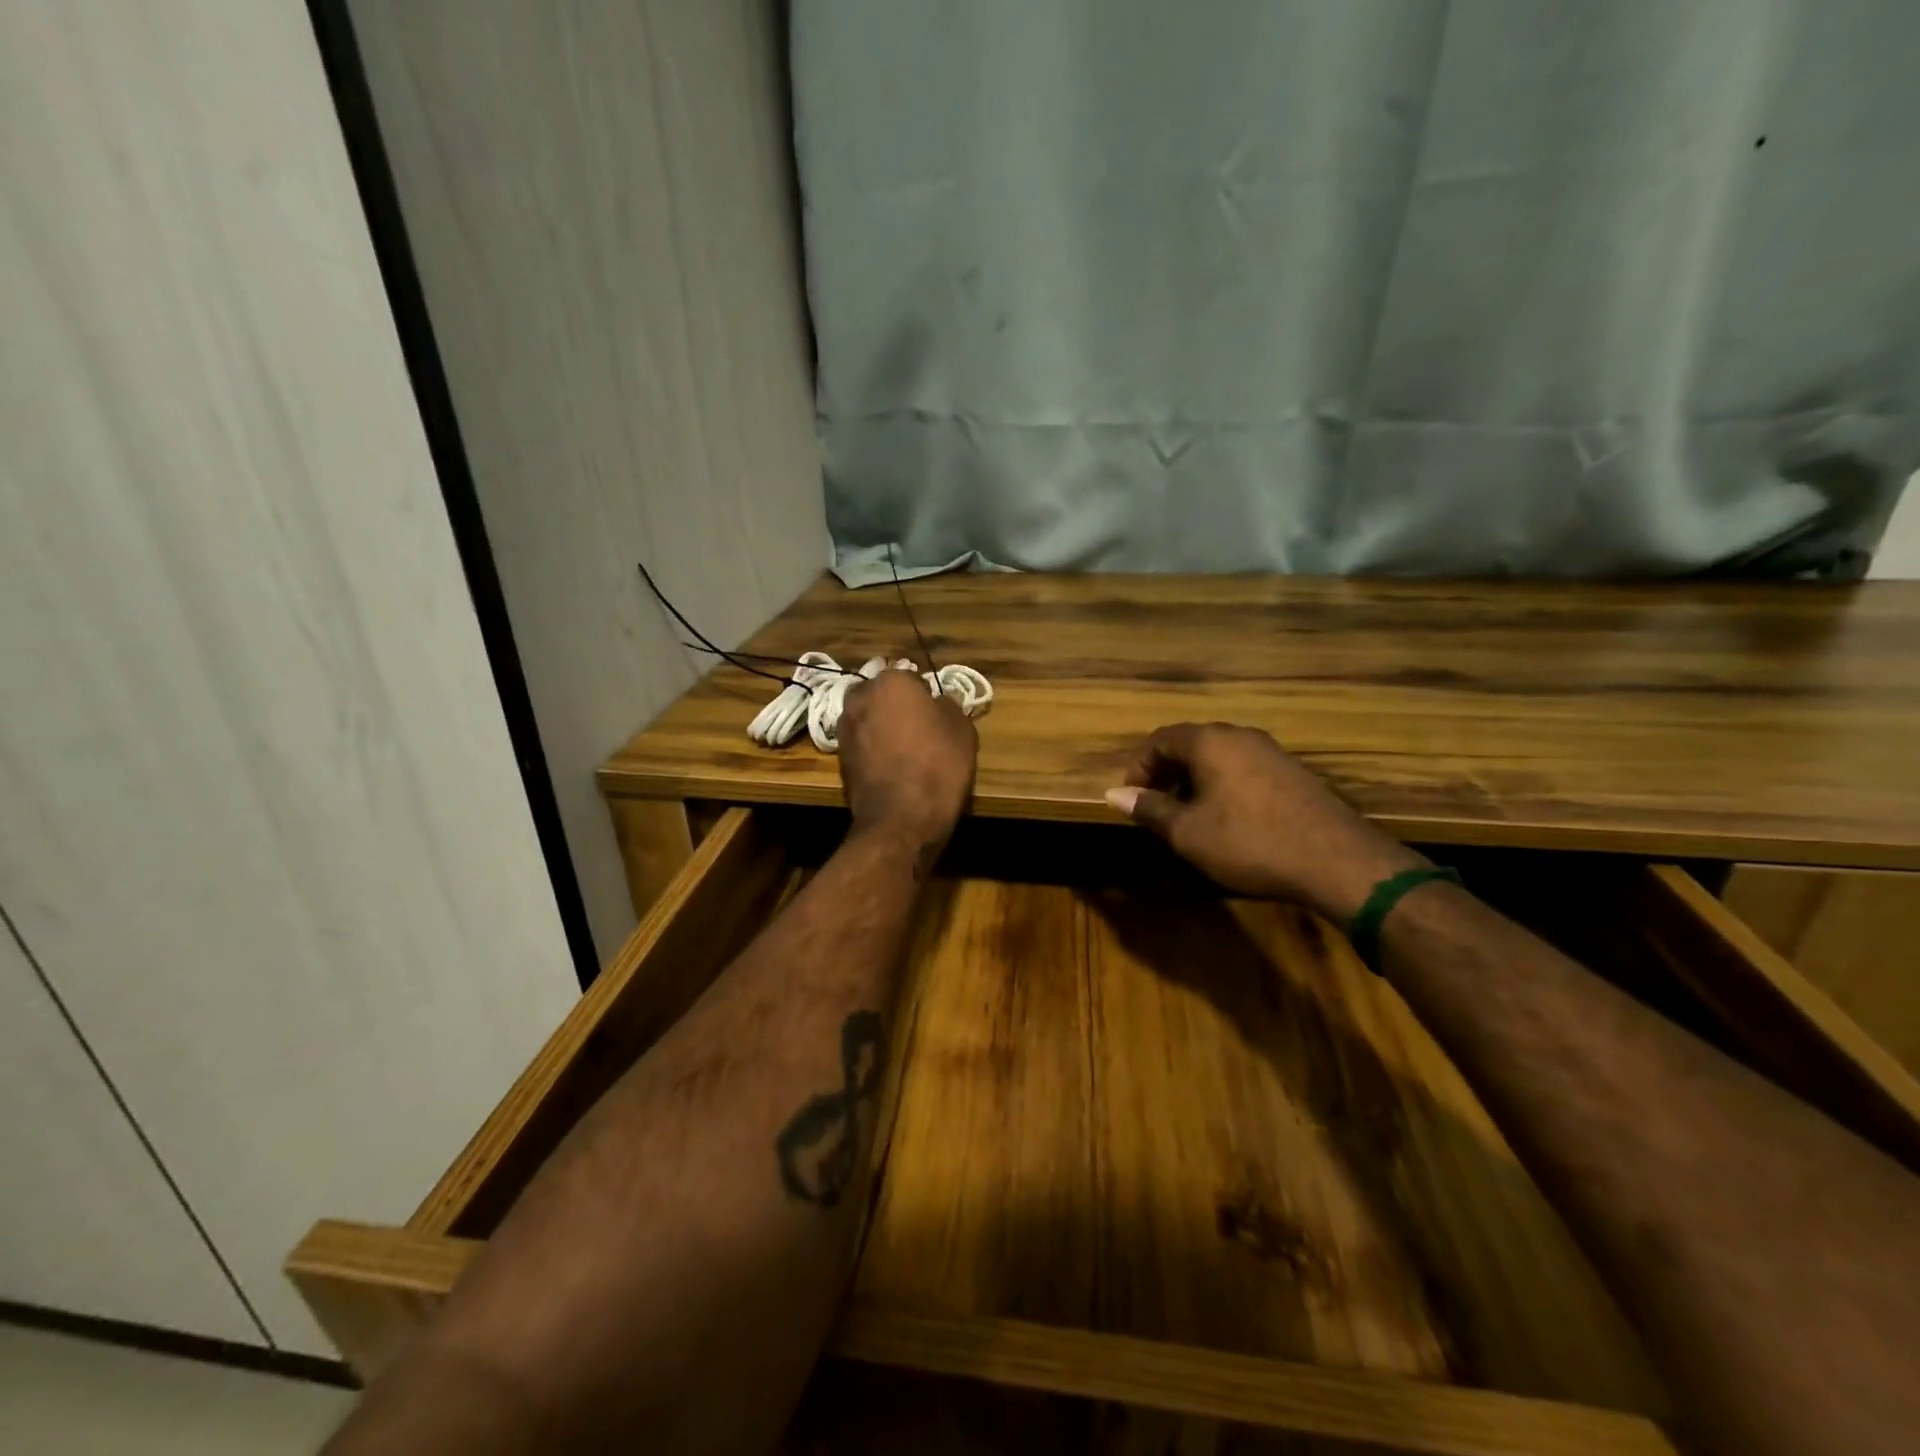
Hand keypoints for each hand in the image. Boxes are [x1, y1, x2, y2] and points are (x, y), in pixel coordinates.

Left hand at [837, 669, 977, 850]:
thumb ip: (948, 706)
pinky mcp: (839, 757)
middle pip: (883, 695)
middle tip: (920, 730)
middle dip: (897, 707)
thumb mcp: (962, 729)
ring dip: (882, 727)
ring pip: (869, 718)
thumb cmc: (938, 765)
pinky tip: (891, 767)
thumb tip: (937, 703)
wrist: (902, 818)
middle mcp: (861, 697)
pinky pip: (862, 743)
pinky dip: (873, 749)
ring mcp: (845, 727)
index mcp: (892, 681)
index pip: (912, 678)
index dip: (927, 697)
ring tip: (905, 751)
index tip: (937, 716)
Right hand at [1107, 722, 1423, 921]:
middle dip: (1167, 774)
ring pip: (1219, 757)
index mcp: (1210, 741)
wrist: (1336, 860)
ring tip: (1189, 818)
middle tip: (1157, 809)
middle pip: (1190, 744)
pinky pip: (1244, 769)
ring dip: (1195, 781)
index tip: (1133, 799)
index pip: (1160, 739)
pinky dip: (1224, 787)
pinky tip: (1228, 821)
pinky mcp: (1294, 773)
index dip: (1139, 767)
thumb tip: (1113, 794)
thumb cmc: (1249, 841)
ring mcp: (1271, 752)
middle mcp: (1240, 736)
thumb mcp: (1188, 832)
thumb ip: (1149, 809)